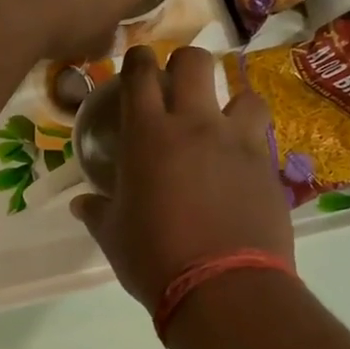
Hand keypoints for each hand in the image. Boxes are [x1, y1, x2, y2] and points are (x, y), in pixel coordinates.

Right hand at [72, 45, 293, 308]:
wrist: (224, 288)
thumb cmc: (155, 258)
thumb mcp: (113, 236)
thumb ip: (97, 211)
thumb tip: (82, 204)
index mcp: (148, 134)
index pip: (141, 74)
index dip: (139, 59)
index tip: (138, 62)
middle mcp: (195, 124)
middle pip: (195, 62)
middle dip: (184, 63)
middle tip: (177, 84)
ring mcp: (237, 142)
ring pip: (243, 92)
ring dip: (230, 100)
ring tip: (222, 122)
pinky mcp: (267, 166)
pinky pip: (262, 135)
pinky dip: (250, 139)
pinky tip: (241, 162)